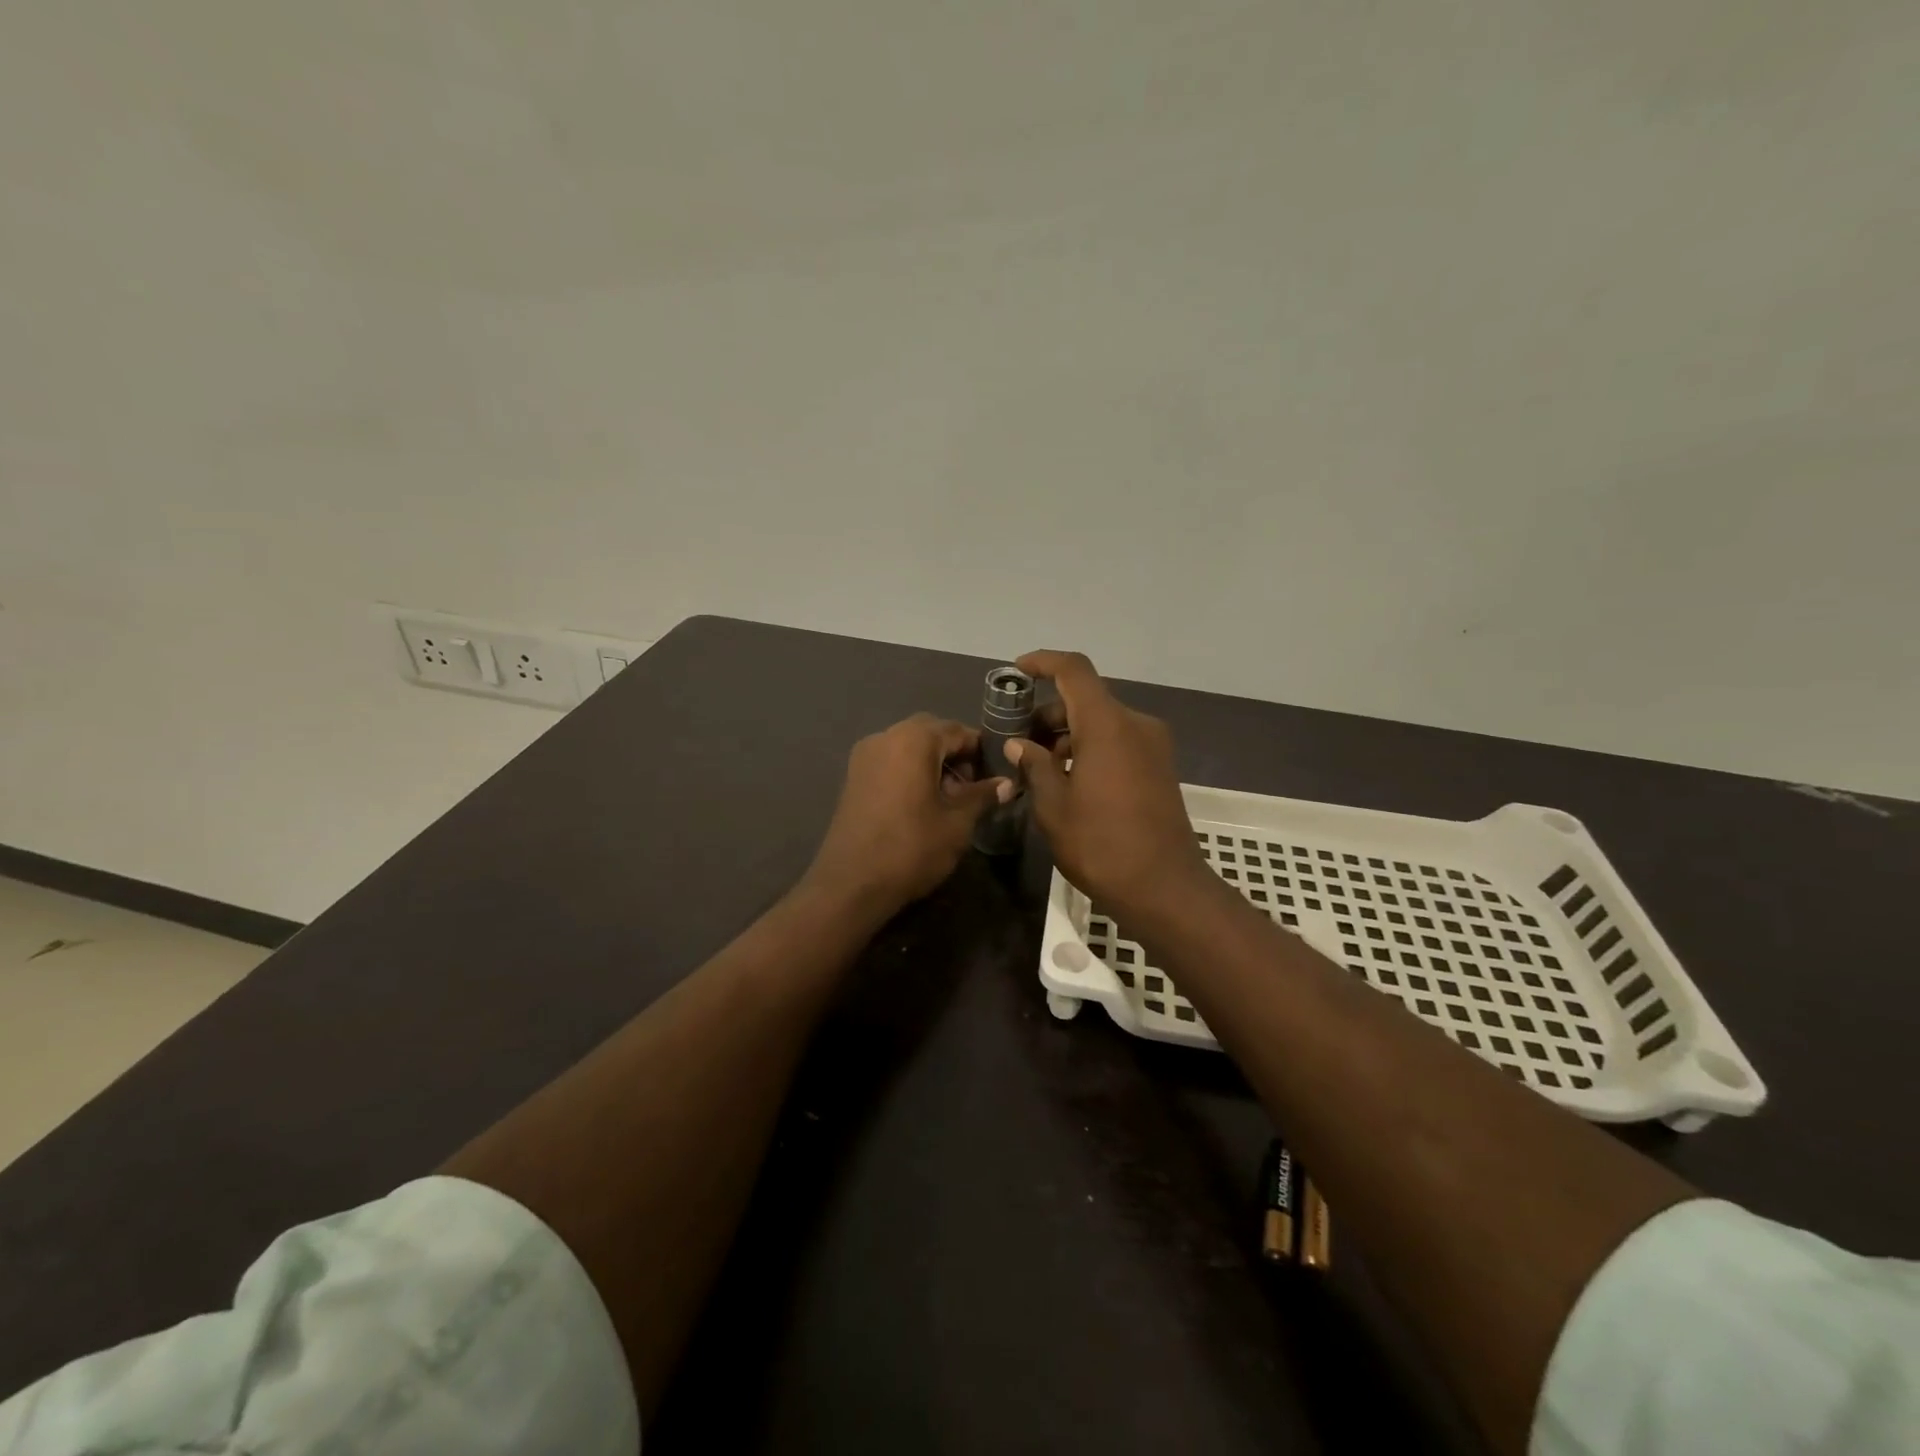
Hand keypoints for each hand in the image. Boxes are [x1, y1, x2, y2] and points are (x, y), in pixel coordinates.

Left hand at [804, 714, 1011, 915]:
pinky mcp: (853, 777)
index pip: (958, 731)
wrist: (851, 884)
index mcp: (914, 740)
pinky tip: (921, 803)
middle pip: (930, 733)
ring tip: (949, 799)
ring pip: (908, 746)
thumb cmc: (911, 848)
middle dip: (955, 754)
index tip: (997, 774)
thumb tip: (1006, 783)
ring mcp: (864, 756)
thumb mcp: (957, 823)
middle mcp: (885, 737)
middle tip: (972, 787)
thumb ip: (982, 796)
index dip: (981, 751)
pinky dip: (910, 771)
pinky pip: (890, 761)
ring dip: (932, 762)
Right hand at [1006, 651, 1211, 916]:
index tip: (1017, 671)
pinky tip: (1069, 781)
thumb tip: (1019, 745)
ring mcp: (1153, 746)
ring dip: (1069, 735)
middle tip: (1019, 744)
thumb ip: (1034, 766)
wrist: (1165, 889)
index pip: (1074, 671)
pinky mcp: (1160, 768)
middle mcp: (1135, 725)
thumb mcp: (1053, 807)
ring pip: (1102, 723)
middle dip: (1049, 714)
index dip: (1044, 662)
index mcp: (1108, 725)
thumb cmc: (1101, 845)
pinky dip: (1091, 749)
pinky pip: (1119, 742)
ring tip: (1040, 769)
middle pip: (1087, 699)